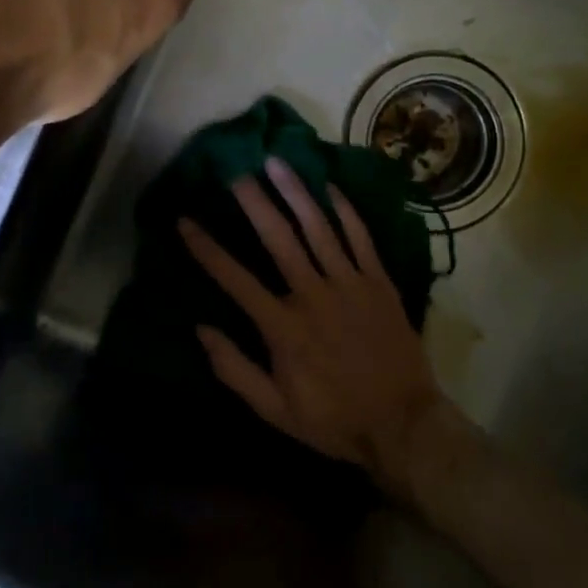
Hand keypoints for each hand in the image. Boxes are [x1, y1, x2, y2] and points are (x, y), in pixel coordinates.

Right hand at [179, 158, 451, 491]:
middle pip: (278, 238)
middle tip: (235, 172)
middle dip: (253, 202)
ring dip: (295, 193)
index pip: (235, 278)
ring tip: (276, 163)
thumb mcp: (274, 410)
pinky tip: (330, 186)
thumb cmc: (334, 419)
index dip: (206, 249)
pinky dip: (346, 210)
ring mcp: (350, 284)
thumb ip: (235, 369)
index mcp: (283, 327)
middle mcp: (313, 295)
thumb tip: (201, 329)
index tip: (185, 221)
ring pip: (319, 228)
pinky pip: (361, 237)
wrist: (403, 424)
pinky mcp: (379, 282)